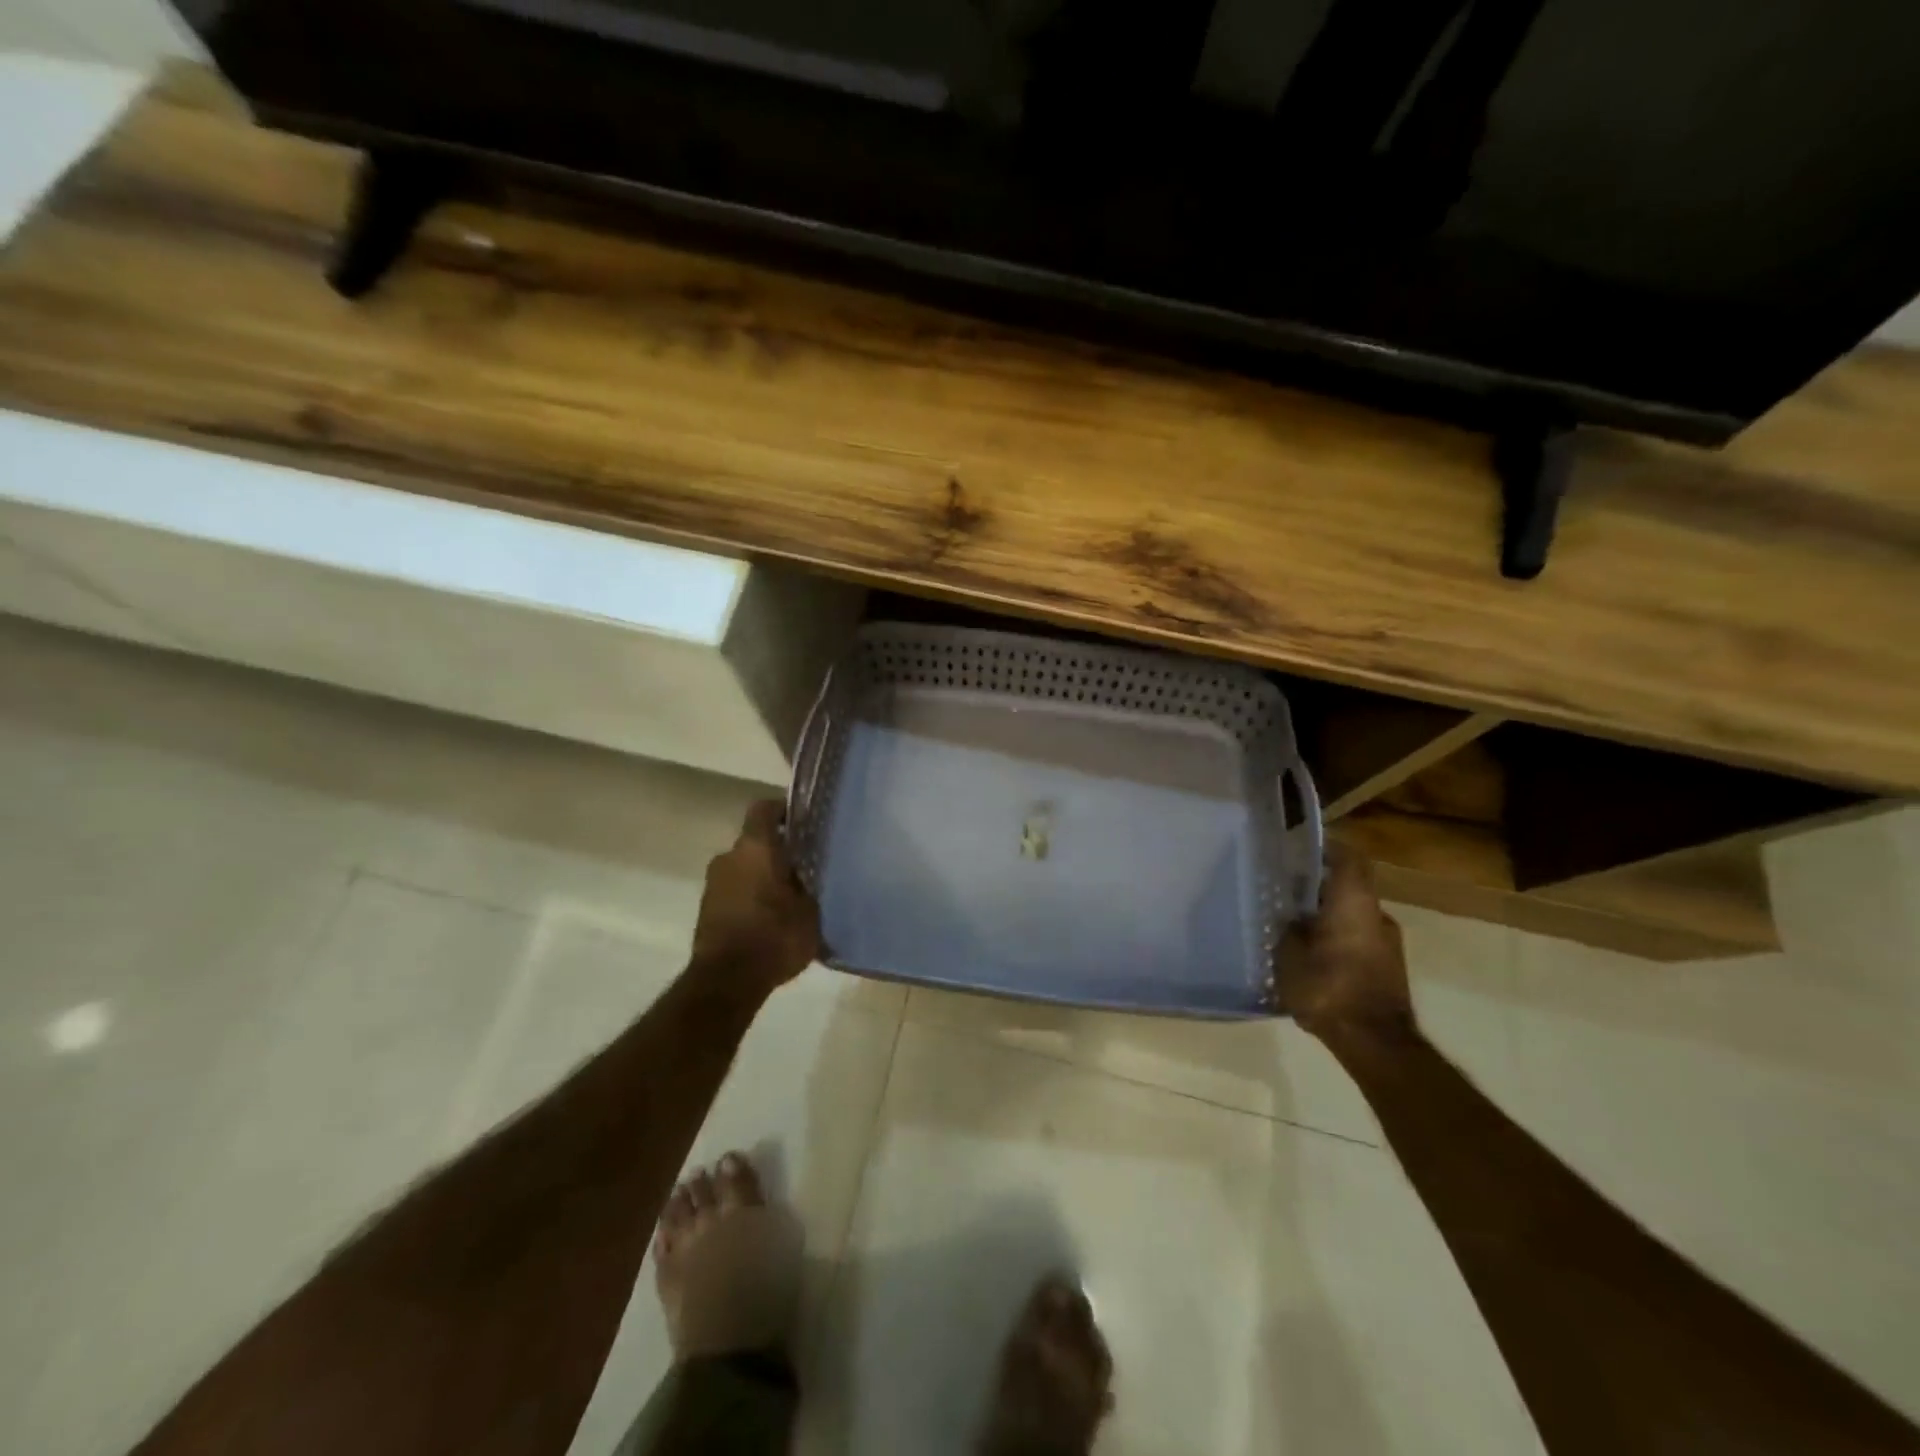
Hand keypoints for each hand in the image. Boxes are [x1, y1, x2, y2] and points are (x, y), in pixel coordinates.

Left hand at [690, 800, 821, 995]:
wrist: (727, 980)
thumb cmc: (775, 935)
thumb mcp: (810, 909)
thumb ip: (809, 884)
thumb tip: (809, 874)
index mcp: (755, 847)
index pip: (764, 809)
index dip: (782, 810)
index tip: (801, 822)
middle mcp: (729, 857)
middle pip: (755, 842)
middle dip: (777, 852)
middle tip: (804, 867)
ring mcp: (712, 884)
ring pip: (744, 868)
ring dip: (762, 877)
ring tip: (789, 898)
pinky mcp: (706, 909)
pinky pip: (734, 892)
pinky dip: (750, 898)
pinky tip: (770, 919)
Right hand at [1278, 844, 1415, 1043]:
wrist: (1374, 1043)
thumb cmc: (1328, 987)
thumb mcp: (1289, 955)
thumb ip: (1289, 929)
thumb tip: (1292, 918)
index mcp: (1355, 902)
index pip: (1348, 858)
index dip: (1326, 849)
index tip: (1299, 851)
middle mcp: (1377, 915)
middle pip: (1349, 888)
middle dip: (1319, 888)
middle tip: (1285, 892)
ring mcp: (1388, 944)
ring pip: (1353, 916)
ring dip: (1327, 917)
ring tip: (1293, 927)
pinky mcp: (1388, 969)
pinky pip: (1358, 940)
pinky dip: (1336, 939)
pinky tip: (1311, 956)